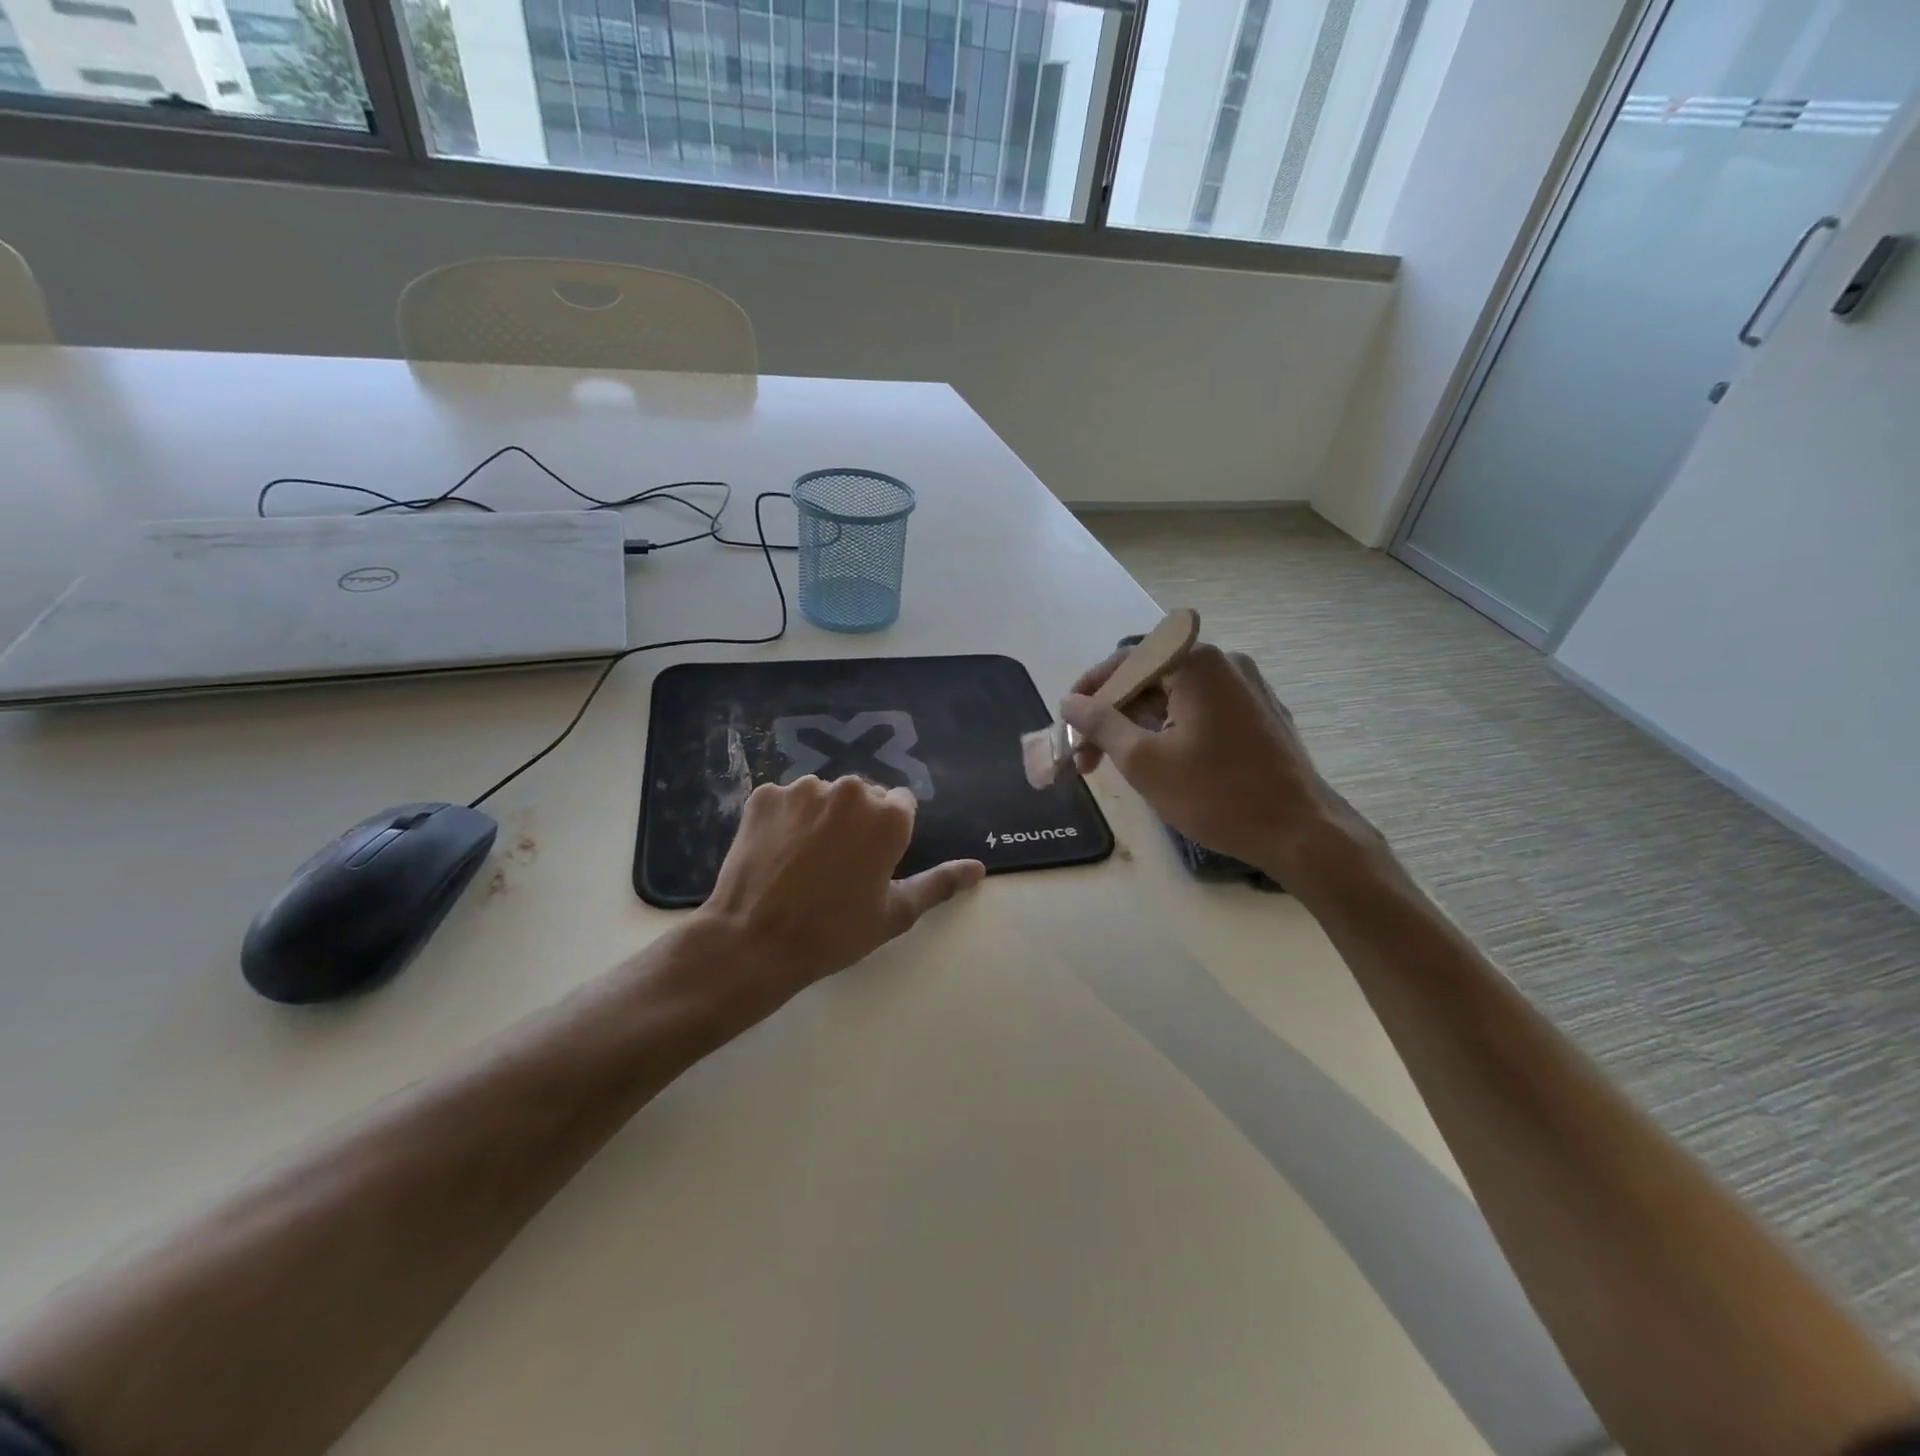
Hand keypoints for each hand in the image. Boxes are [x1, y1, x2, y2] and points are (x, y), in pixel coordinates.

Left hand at [689, 776, 983, 1025]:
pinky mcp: (764, 795)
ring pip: (822, 795)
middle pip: (862, 796)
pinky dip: (784, 819)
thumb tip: (977, 868)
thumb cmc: (835, 932)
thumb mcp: (895, 913)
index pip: (901, 805)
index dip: (888, 834)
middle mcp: (850, 790)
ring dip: (820, 817)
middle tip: (837, 865)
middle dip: (855, 821)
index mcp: (889, 815)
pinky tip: (775, 852)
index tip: (873, 862)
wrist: (754, 942)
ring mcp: (803, 789)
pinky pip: (785, 801)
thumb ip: (939, 883)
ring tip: (803, 860)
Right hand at [1060, 643, 1374, 880]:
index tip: (1066, 722)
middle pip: (1150, 678)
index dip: (1089, 691)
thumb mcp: (1144, 761)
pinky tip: (1157, 761)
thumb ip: (1100, 724)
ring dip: (1139, 724)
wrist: (1300, 832)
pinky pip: (1201, 710)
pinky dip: (1170, 729)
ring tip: (1113, 764)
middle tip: (1085, 756)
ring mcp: (1247, 687)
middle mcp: (1224, 663)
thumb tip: (1069, 702)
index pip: (1126, 662)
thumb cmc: (1216, 794)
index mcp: (1196, 663)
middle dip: (1112, 714)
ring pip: (1174, 696)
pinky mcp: (1259, 713)